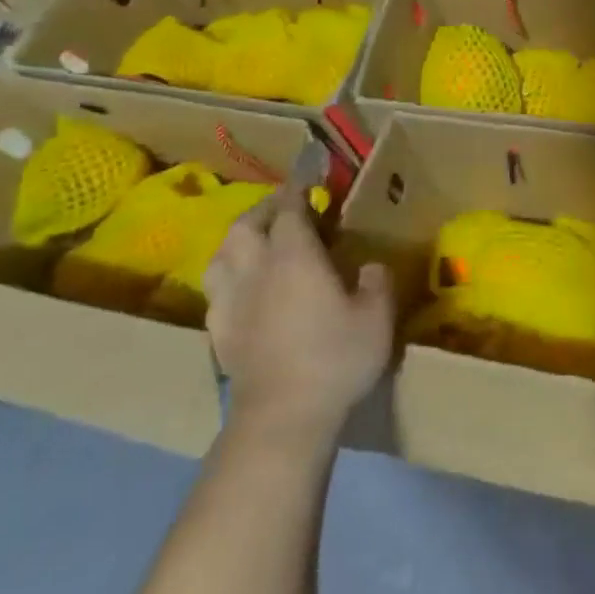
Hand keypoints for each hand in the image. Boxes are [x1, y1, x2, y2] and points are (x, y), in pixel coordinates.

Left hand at [204, 198, 394, 441]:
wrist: (283, 415)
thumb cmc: (335, 357)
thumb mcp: (376, 317)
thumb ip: (376, 283)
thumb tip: (370, 267)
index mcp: (294, 256)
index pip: (290, 209)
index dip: (299, 190)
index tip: (310, 178)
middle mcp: (256, 269)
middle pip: (247, 224)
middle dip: (265, 209)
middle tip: (285, 208)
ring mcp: (231, 300)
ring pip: (222, 253)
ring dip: (239, 239)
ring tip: (257, 242)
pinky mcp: (218, 331)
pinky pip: (217, 289)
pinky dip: (230, 276)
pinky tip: (243, 288)